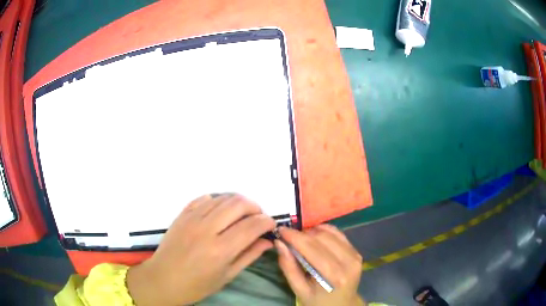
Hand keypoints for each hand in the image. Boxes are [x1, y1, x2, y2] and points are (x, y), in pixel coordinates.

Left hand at [126, 194, 275, 305]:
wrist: (163, 279)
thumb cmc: (197, 285)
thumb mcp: (227, 275)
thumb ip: (249, 255)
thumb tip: (267, 241)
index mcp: (220, 250)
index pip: (252, 225)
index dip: (267, 222)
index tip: (270, 226)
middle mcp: (207, 229)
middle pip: (238, 203)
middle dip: (255, 207)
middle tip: (257, 219)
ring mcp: (192, 218)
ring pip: (222, 197)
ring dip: (238, 202)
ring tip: (242, 215)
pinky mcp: (182, 214)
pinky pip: (205, 198)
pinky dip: (218, 201)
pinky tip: (221, 212)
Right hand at [276, 224, 364, 305]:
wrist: (342, 305)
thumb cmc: (318, 300)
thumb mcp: (299, 290)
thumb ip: (288, 267)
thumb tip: (279, 243)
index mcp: (333, 275)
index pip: (311, 248)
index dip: (294, 236)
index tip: (280, 230)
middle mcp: (347, 262)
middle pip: (321, 237)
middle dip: (302, 234)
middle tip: (289, 239)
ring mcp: (355, 255)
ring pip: (330, 232)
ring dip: (312, 232)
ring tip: (301, 240)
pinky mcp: (356, 252)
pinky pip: (339, 234)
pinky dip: (324, 232)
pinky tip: (315, 238)